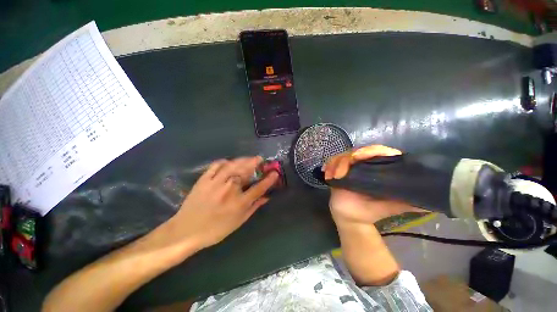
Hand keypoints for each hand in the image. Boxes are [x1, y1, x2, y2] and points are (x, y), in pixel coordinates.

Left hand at [164, 157, 277, 250]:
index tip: (275, 173)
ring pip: (233, 165)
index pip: (259, 188)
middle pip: (246, 171)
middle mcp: (229, 190)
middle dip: (255, 163)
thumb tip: (266, 197)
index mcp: (239, 203)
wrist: (186, 231)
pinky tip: (229, 162)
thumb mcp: (239, 221)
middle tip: (260, 159)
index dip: (269, 179)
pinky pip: (216, 165)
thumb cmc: (216, 230)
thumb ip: (254, 207)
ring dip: (243, 160)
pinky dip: (224, 161)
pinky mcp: (204, 179)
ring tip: (249, 158)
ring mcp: (215, 183)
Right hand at [323, 145, 424, 224]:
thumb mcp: (392, 206)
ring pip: (342, 156)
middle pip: (356, 151)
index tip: (359, 157)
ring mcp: (350, 167)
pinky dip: (328, 166)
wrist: (351, 217)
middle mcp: (365, 164)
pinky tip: (326, 173)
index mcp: (379, 168)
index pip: (379, 151)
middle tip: (341, 172)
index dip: (371, 150)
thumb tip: (433, 200)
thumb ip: (409, 202)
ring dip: (335, 164)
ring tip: (332, 177)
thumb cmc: (371, 211)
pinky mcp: (338, 170)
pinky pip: (332, 163)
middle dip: (347, 159)